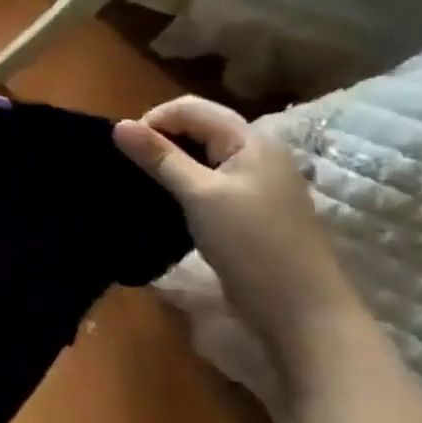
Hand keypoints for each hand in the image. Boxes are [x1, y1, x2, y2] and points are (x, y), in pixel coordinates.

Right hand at [114, 96, 357, 360]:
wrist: (304, 314)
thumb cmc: (252, 245)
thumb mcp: (199, 196)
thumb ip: (159, 157)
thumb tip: (118, 125)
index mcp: (251, 140)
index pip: (191, 108)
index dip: (154, 121)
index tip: (128, 151)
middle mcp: (258, 153)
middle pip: (199, 126)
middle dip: (161, 139)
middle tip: (134, 167)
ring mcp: (258, 182)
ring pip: (203, 154)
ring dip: (172, 162)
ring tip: (146, 183)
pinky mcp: (252, 208)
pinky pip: (211, 179)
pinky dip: (186, 182)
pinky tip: (170, 202)